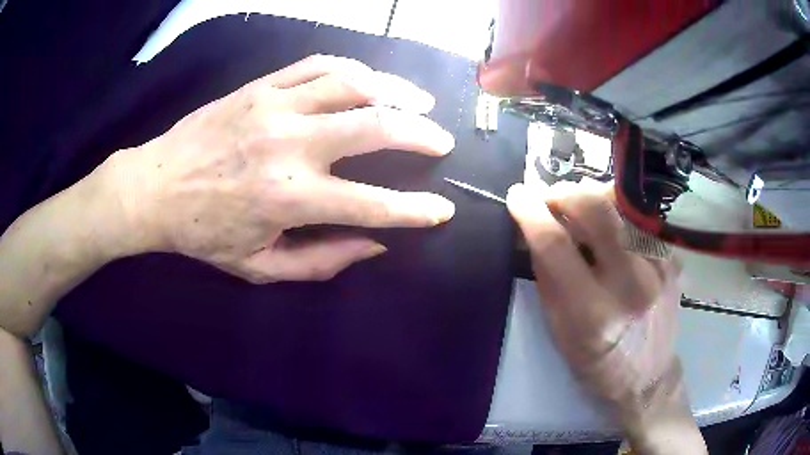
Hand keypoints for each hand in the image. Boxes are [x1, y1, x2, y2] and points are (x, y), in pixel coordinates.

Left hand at [100, 55, 455, 282]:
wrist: (155, 187)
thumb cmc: (203, 232)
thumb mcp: (259, 267)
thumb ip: (320, 261)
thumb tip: (375, 245)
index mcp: (288, 198)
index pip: (372, 204)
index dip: (415, 210)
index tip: (442, 210)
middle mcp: (289, 145)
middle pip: (374, 127)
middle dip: (421, 134)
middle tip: (442, 141)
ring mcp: (275, 107)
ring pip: (353, 83)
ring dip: (396, 91)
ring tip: (419, 101)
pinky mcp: (260, 86)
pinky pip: (318, 65)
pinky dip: (354, 70)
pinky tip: (370, 79)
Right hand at [507, 180, 704, 452]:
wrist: (647, 376)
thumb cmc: (597, 362)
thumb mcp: (560, 332)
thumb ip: (548, 278)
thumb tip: (534, 230)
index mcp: (593, 312)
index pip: (556, 246)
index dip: (531, 213)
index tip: (517, 196)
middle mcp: (631, 283)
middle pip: (595, 210)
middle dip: (563, 193)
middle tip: (549, 198)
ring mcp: (658, 267)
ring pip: (622, 204)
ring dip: (592, 196)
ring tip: (579, 209)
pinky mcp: (672, 260)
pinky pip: (640, 219)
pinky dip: (618, 213)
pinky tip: (611, 227)